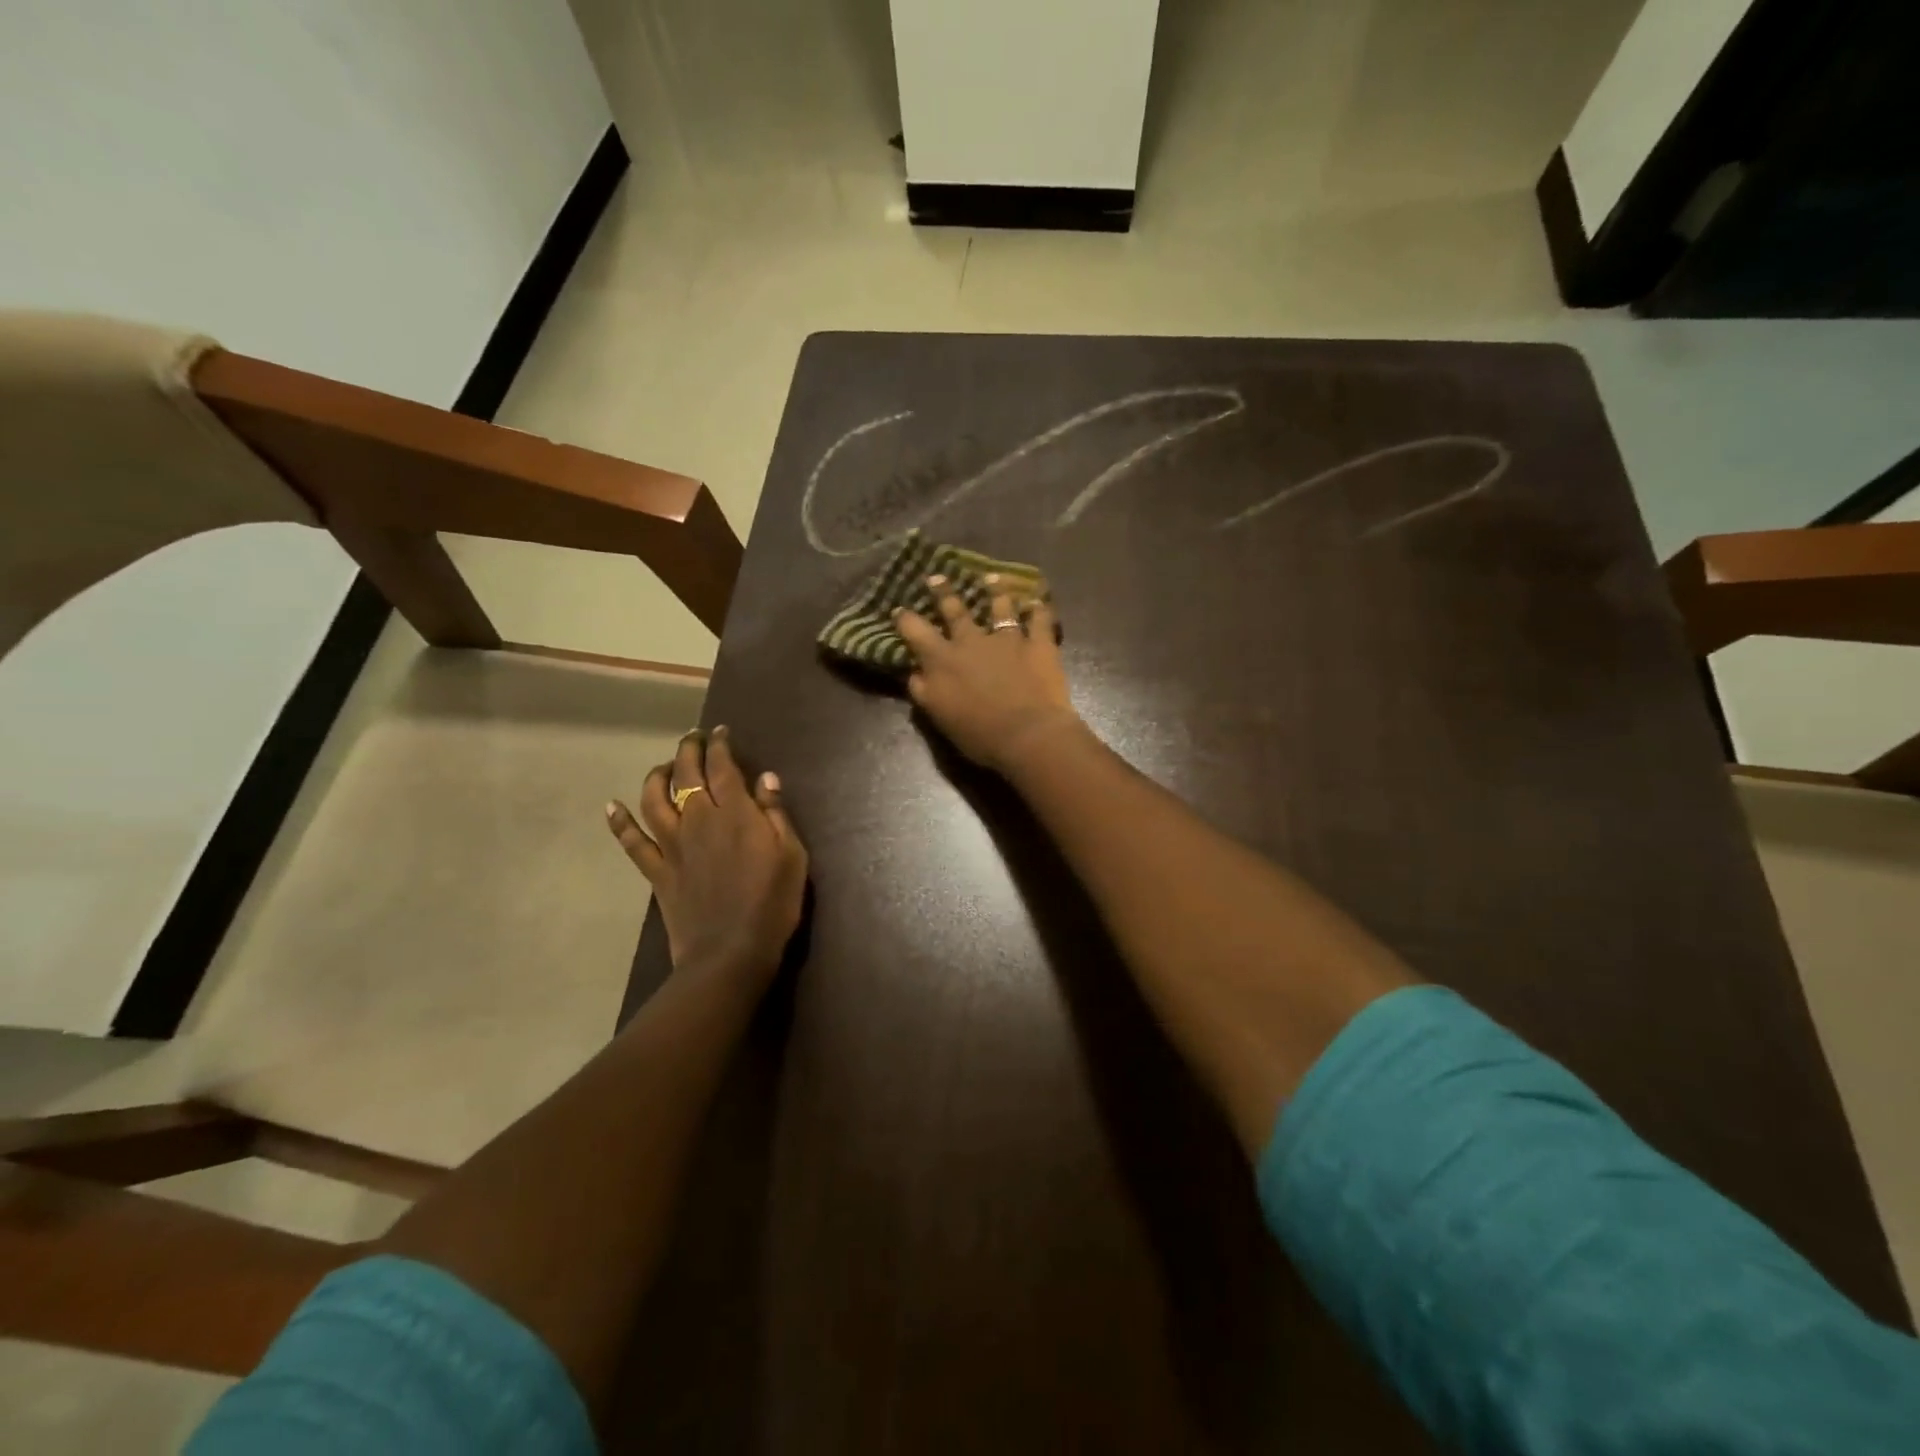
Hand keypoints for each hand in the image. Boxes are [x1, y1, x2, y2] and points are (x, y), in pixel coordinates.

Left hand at [606, 726, 807, 993]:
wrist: (730, 953)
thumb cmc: (772, 904)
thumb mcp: (792, 856)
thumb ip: (777, 814)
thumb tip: (766, 778)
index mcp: (734, 812)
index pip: (722, 766)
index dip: (719, 745)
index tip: (720, 732)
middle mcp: (698, 819)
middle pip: (686, 774)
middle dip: (688, 750)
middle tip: (693, 738)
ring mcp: (673, 845)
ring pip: (654, 799)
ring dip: (656, 776)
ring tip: (664, 767)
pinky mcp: (657, 871)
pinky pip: (632, 842)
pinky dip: (620, 822)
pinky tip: (611, 806)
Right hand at [896, 573, 1082, 773]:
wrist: (1027, 734)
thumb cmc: (978, 733)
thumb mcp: (939, 717)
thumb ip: (923, 691)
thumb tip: (914, 672)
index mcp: (943, 660)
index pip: (916, 632)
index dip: (906, 619)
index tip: (899, 609)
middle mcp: (971, 642)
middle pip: (955, 610)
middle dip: (943, 592)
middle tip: (937, 577)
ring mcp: (1007, 639)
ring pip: (1000, 607)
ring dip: (995, 592)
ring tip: (992, 579)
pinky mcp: (1038, 644)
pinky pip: (1040, 620)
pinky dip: (1039, 610)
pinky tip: (1038, 602)